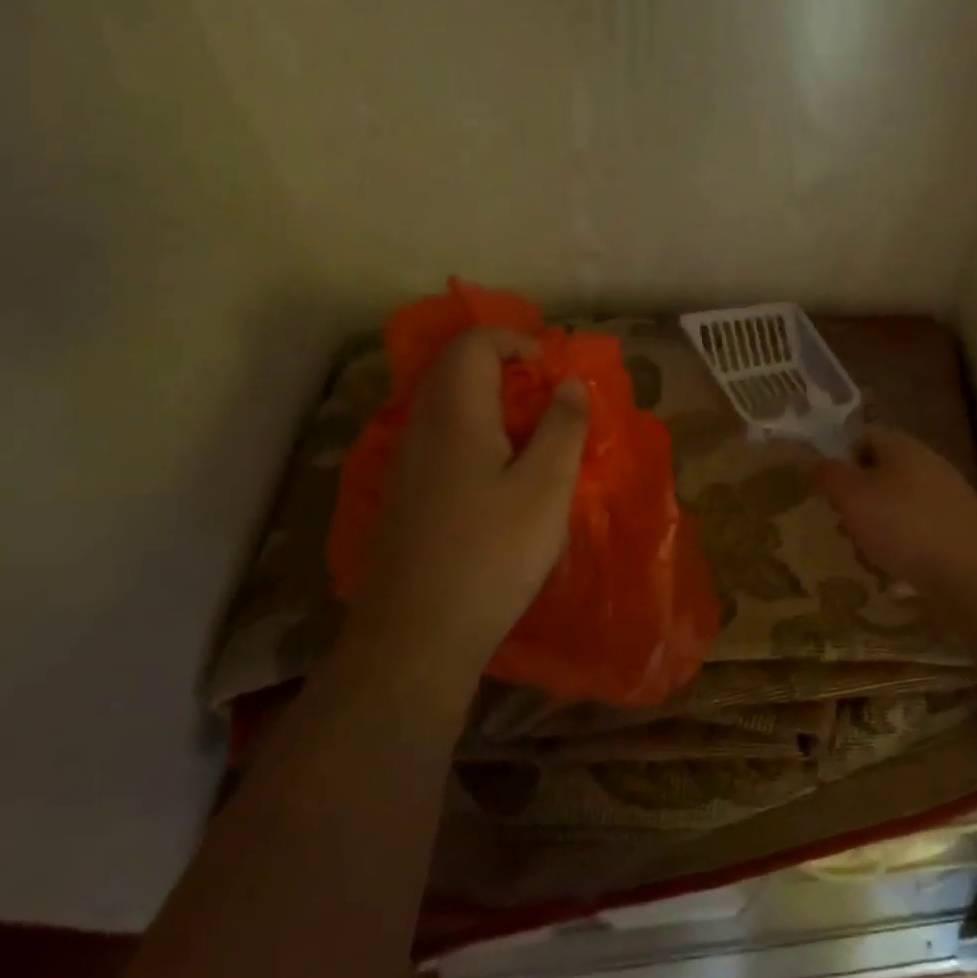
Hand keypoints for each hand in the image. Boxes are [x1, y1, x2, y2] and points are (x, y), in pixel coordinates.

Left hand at [361, 327, 589, 656]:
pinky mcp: (406, 495)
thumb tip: (569, 383)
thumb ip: (562, 426)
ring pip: (448, 404)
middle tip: (550, 399)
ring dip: (493, 402)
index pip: (475, 343)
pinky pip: (442, 438)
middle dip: (507, 368)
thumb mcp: (547, 487)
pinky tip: (503, 476)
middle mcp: (421, 426)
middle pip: (457, 368)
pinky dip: (477, 433)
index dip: (517, 340)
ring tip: (535, 435)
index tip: (554, 369)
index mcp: (455, 412)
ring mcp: (407, 462)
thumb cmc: (491, 554)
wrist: (415, 637)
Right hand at [813, 426, 976, 592]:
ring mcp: (944, 501)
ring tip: (866, 559)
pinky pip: (914, 538)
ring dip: (873, 534)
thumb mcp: (853, 496)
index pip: (860, 437)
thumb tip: (807, 460)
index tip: (820, 487)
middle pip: (876, 477)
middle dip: (853, 505)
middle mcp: (925, 466)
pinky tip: (894, 578)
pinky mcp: (955, 534)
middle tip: (841, 528)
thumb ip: (826, 475)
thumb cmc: (906, 525)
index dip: (836, 458)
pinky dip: (900, 555)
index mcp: (901, 446)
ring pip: (892, 511)